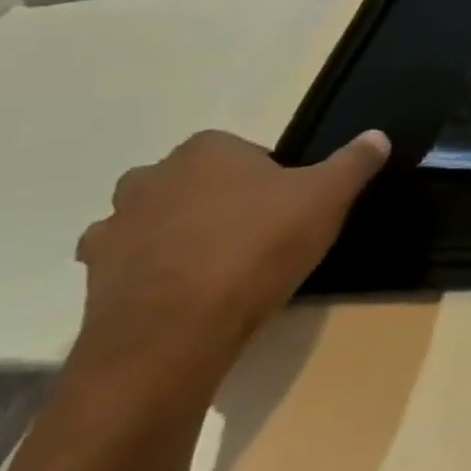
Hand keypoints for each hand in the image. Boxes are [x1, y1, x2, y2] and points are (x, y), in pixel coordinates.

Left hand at [74, 128, 388, 388]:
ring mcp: (114, 229)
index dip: (270, 179)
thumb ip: (354, 162)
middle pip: (195, 182)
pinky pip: (130, 266)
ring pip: (156, 221)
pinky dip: (153, 275)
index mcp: (206, 150)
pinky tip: (187, 297)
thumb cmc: (257, 248)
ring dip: (180, 237)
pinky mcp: (93, 279)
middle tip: (257, 236)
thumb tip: (377, 136)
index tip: (288, 209)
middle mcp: (151, 177)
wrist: (174, 334)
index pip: (244, 152)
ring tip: (219, 269)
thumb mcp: (328, 198)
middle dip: (219, 202)